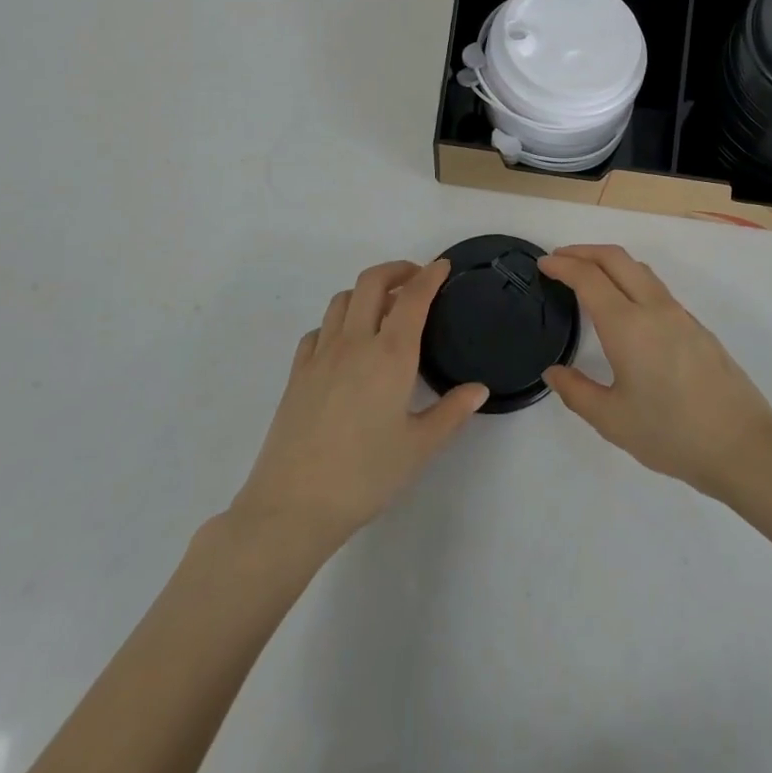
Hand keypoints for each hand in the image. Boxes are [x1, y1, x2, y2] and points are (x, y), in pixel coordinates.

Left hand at [230, 260, 488, 549]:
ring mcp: (321, 355)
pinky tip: (345, 344)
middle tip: (415, 279)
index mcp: (390, 354)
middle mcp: (355, 342)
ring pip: (342, 299)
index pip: (413, 297)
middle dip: (396, 270)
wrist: (293, 506)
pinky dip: (337, 322)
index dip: (430, 275)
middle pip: (372, 282)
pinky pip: (319, 329)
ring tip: (383, 309)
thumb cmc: (365, 476)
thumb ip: (451, 412)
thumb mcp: (419, 447)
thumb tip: (479, 389)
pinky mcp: (298, 373)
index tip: (443, 266)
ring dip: (366, 291)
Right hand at [540, 245, 771, 502]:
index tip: (543, 265)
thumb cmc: (671, 434)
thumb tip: (554, 372)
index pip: (589, 278)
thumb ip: (577, 392)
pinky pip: (655, 287)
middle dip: (584, 251)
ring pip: (639, 269)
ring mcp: (679, 314)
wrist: (743, 445)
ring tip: (589, 276)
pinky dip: (630, 279)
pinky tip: (625, 306)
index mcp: (628, 325)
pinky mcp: (697, 326)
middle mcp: (653, 308)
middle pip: (616, 258)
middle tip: (560, 260)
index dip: (563, 265)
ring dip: (609, 262)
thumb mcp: (613, 420)